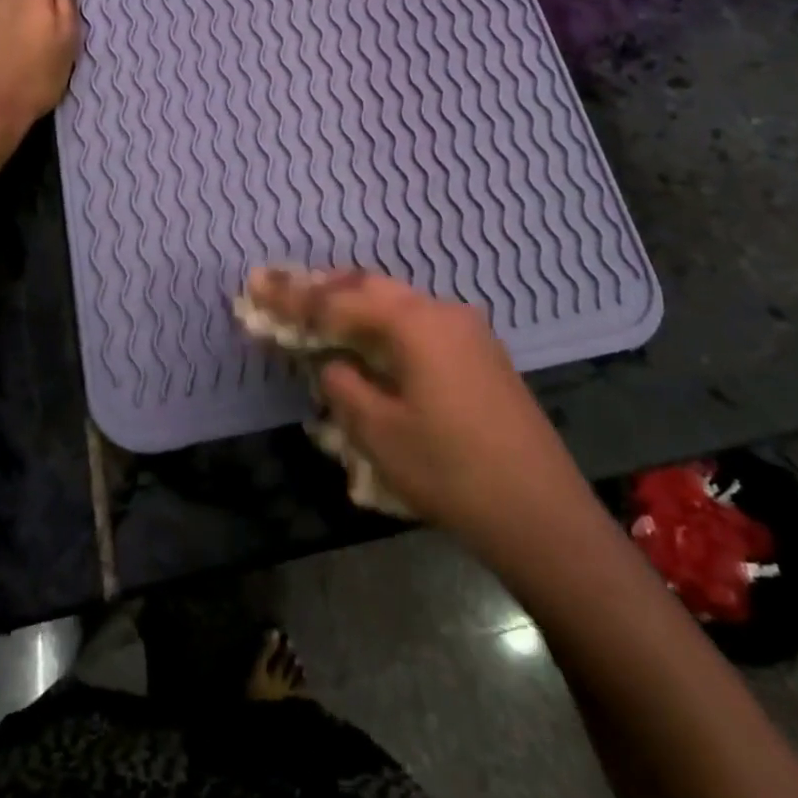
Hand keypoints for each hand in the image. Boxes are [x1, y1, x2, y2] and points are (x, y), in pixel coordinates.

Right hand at [243, 268, 595, 554]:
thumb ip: (345, 387)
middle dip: (323, 288)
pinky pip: (419, 322)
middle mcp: (443, 312)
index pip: (340, 302)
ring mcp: (468, 331)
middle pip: (370, 288)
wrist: (541, 512)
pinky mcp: (481, 354)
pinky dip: (384, 321)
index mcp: (415, 324)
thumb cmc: (451, 472)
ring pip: (398, 301)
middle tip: (281, 286)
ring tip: (318, 306)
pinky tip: (371, 337)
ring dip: (355, 302)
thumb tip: (333, 365)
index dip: (294, 297)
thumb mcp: (380, 434)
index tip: (256, 285)